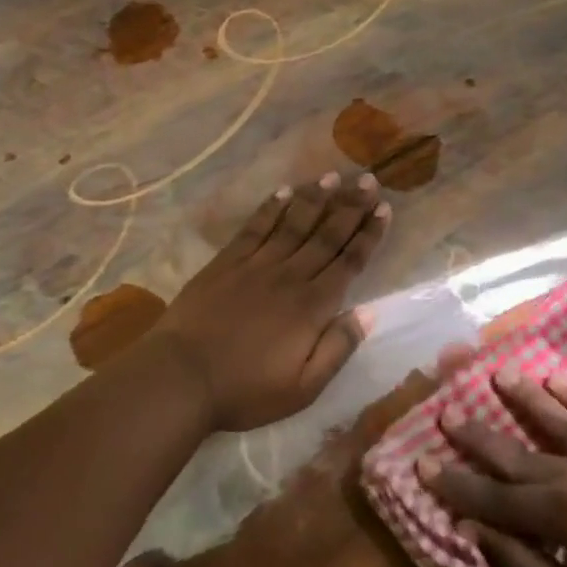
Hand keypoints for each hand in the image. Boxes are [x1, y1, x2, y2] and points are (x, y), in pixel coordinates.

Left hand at [149, 172, 389, 431]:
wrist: (181, 378)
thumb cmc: (246, 390)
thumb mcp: (303, 388)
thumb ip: (338, 348)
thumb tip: (369, 312)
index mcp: (312, 306)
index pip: (349, 262)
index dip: (369, 234)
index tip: (384, 209)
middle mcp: (290, 276)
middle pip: (327, 235)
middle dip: (351, 207)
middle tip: (369, 180)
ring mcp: (256, 265)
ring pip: (294, 223)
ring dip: (316, 198)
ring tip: (334, 175)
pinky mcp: (227, 262)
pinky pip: (255, 227)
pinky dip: (271, 208)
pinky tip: (284, 191)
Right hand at [423, 370, 566, 566]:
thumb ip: (519, 565)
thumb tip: (474, 529)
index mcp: (558, 514)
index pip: (492, 496)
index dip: (454, 482)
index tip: (421, 461)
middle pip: (516, 451)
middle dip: (477, 434)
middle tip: (446, 410)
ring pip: (558, 419)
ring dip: (524, 397)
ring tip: (497, 373)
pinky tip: (559, 380)